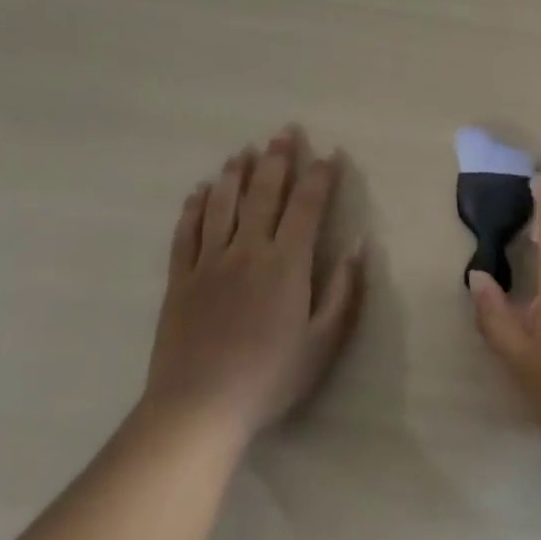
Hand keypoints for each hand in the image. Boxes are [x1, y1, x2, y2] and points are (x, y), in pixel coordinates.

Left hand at [144, 127, 364, 442]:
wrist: (198, 407)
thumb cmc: (270, 377)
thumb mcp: (323, 342)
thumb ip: (343, 291)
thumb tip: (360, 246)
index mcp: (287, 263)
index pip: (308, 206)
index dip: (320, 177)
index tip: (330, 155)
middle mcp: (248, 250)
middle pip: (264, 193)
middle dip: (278, 159)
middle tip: (284, 132)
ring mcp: (209, 261)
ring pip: (223, 204)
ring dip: (236, 174)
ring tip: (244, 151)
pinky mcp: (180, 278)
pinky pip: (186, 232)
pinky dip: (194, 207)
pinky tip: (200, 190)